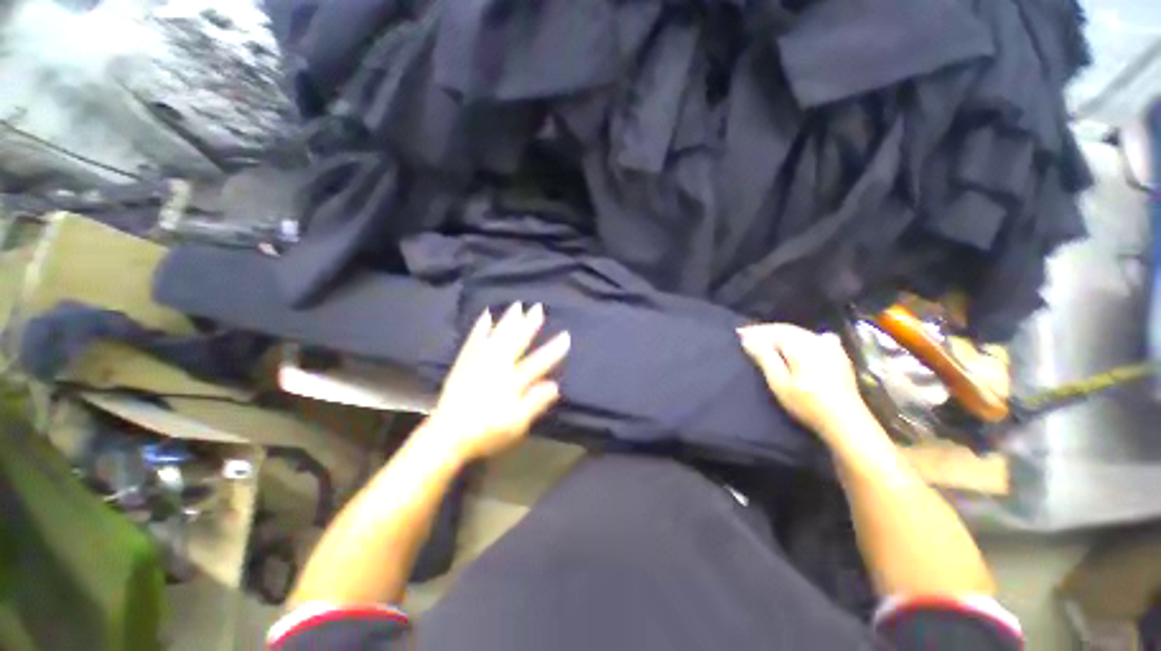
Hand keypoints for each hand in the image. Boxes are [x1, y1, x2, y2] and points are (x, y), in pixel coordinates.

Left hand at [420, 303, 570, 462]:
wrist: (446, 436)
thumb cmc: (485, 433)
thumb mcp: (516, 425)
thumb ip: (535, 403)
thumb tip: (554, 385)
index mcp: (510, 383)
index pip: (537, 363)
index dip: (553, 350)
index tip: (566, 336)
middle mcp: (495, 367)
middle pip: (515, 343)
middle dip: (528, 325)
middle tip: (537, 308)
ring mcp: (478, 362)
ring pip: (496, 337)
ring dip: (507, 321)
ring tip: (517, 306)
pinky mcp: (464, 363)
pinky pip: (473, 341)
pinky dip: (480, 328)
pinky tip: (486, 317)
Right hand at [739, 324, 872, 442]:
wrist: (846, 422)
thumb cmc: (807, 403)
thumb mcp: (779, 382)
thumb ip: (764, 357)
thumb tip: (748, 338)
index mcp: (801, 345)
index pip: (774, 331)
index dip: (755, 330)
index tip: (738, 332)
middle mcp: (817, 341)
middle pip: (788, 329)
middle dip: (767, 330)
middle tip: (748, 334)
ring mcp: (831, 348)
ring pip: (801, 333)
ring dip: (782, 333)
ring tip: (767, 338)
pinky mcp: (839, 357)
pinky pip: (815, 338)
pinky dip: (801, 337)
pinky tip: (803, 339)